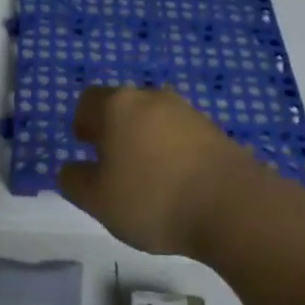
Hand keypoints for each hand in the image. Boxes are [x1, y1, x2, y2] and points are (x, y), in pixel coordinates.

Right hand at [60, 86, 260, 254]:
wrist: (233, 207)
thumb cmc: (153, 199)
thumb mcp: (98, 200)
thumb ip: (75, 181)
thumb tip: (71, 169)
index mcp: (119, 105)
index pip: (89, 100)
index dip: (82, 122)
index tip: (85, 146)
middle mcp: (152, 97)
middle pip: (124, 106)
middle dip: (115, 130)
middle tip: (113, 165)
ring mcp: (188, 112)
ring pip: (155, 119)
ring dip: (146, 140)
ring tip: (148, 178)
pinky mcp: (215, 131)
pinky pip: (182, 135)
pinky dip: (173, 152)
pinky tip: (178, 184)